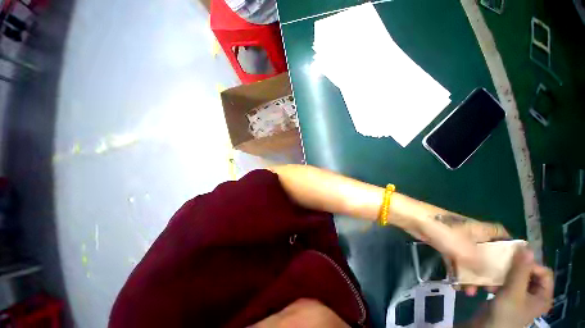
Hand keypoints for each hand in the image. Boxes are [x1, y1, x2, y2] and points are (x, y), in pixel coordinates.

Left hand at [398, 210, 509, 294]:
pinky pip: (455, 260)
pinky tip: (457, 287)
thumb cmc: (444, 231)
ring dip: (472, 276)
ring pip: (471, 260)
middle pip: (488, 253)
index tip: (515, 267)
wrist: (415, 219)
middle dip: (491, 272)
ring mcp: (456, 239)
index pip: (504, 236)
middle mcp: (472, 234)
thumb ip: (481, 264)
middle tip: (491, 289)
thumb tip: (490, 275)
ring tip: (472, 292)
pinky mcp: (443, 244)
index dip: (511, 249)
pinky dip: (457, 272)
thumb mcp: (466, 250)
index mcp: (482, 230)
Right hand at [470, 248, 553, 327]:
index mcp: (543, 296)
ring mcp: (521, 296)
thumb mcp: (513, 291)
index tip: (514, 263)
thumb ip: (521, 270)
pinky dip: (499, 281)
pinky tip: (489, 283)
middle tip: (502, 267)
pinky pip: (508, 283)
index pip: (544, 272)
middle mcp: (535, 295)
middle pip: (530, 274)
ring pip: (517, 277)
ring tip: (493, 277)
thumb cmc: (505, 312)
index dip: (531, 265)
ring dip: (504, 275)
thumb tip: (527, 248)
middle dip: (514, 270)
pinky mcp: (509, 297)